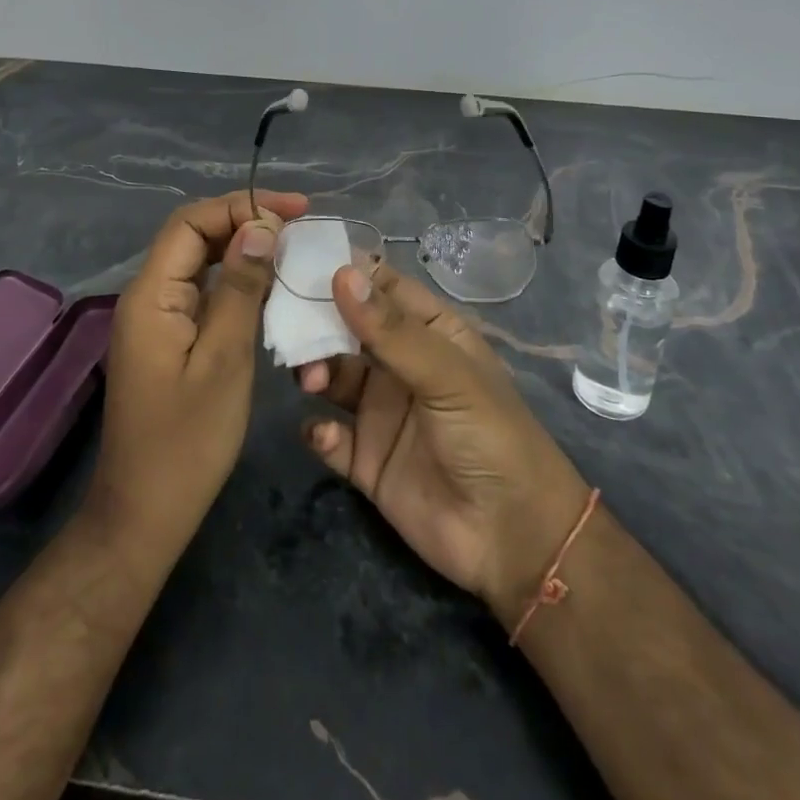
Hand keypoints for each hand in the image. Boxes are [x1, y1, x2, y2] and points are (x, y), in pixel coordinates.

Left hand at [87, 189, 308, 560]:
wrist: (145, 514)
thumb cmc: (187, 442)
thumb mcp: (224, 360)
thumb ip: (240, 288)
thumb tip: (260, 226)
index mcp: (151, 294)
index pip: (191, 222)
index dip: (242, 206)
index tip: (295, 210)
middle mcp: (148, 296)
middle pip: (194, 236)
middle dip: (245, 221)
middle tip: (300, 224)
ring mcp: (158, 319)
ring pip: (200, 262)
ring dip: (243, 248)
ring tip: (292, 246)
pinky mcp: (170, 340)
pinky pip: (204, 292)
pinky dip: (237, 281)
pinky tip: (270, 287)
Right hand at [297, 264, 589, 624]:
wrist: (513, 540)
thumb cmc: (491, 436)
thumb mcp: (447, 374)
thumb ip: (392, 330)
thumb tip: (342, 272)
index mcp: (430, 332)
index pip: (382, 287)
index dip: (345, 270)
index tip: (298, 259)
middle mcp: (401, 364)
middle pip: (348, 328)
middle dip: (316, 321)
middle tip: (285, 322)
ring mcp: (382, 411)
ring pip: (333, 376)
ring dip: (315, 370)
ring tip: (309, 379)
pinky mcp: (366, 459)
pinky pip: (330, 435)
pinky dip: (319, 430)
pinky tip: (325, 434)